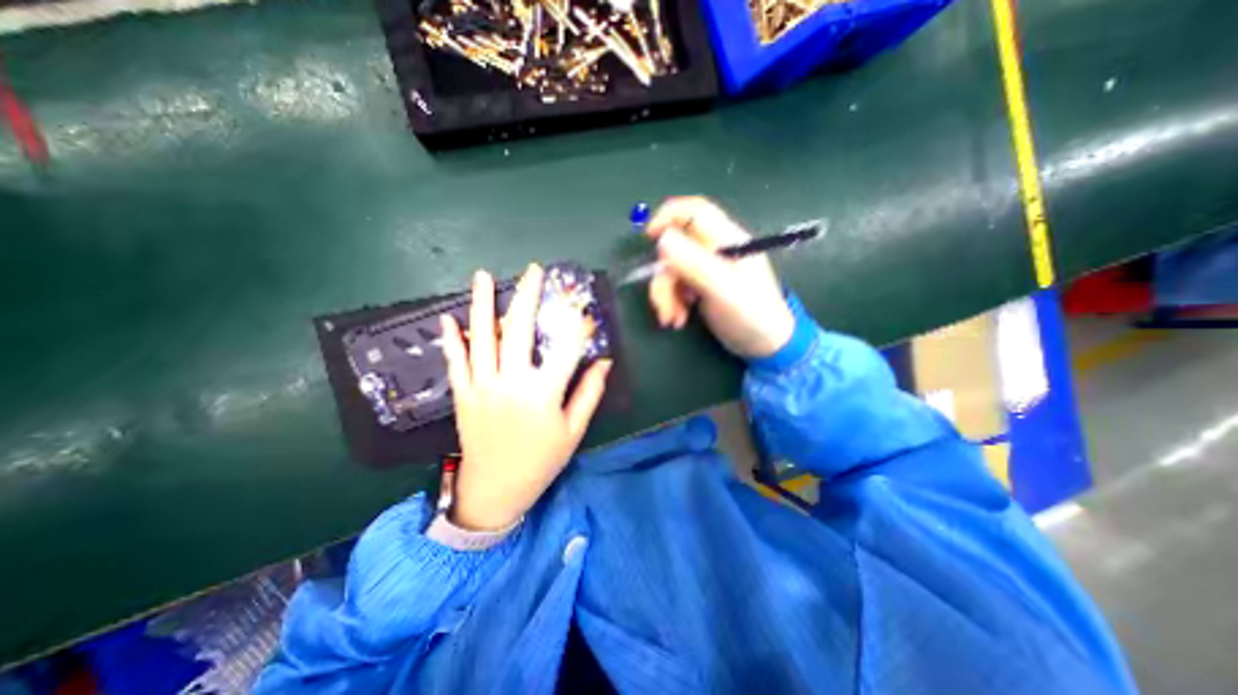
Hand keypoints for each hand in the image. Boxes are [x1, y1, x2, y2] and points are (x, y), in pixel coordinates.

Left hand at [436, 266, 611, 531]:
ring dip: (481, 305)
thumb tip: (604, 362)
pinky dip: (451, 338)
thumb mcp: (573, 431)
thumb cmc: (541, 461)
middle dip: (527, 296)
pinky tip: (447, 317)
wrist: (496, 489)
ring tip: (482, 276)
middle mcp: (511, 383)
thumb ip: (589, 393)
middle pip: (519, 330)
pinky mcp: (463, 395)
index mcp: (543, 394)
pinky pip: (456, 361)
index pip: (565, 349)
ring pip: (482, 338)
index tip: (583, 309)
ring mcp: (482, 387)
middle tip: (532, 271)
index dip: (577, 326)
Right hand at [648, 195, 792, 356]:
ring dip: (666, 296)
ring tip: (672, 319)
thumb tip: (662, 239)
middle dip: (664, 279)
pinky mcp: (701, 286)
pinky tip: (678, 319)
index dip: (668, 216)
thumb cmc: (750, 314)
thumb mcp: (722, 288)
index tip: (649, 238)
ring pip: (671, 271)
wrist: (765, 345)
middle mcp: (714, 250)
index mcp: (727, 240)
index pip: (694, 211)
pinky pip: (676, 286)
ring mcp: (707, 269)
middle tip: (663, 306)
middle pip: (675, 249)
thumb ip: (693, 263)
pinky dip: (672, 302)